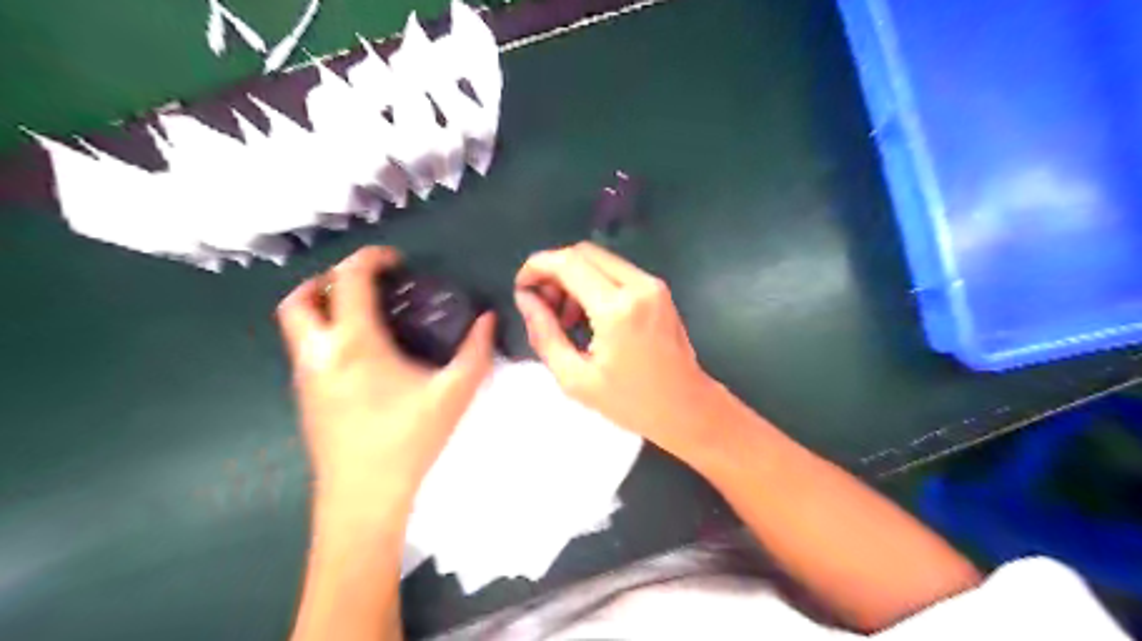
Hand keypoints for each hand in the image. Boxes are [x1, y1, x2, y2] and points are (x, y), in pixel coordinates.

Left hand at [278, 246, 496, 515]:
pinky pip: (306, 349)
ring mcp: (305, 377)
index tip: (396, 261)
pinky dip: (326, 334)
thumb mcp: (454, 394)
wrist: (362, 498)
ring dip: (324, 307)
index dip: (370, 258)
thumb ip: (476, 351)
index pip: (350, 279)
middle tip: (366, 285)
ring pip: (296, 325)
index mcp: (353, 343)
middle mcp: (319, 353)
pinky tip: (363, 355)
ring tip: (367, 314)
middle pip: (301, 298)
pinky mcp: (305, 399)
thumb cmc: (408, 441)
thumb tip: (488, 319)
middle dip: (329, 279)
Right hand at [515, 241, 709, 455]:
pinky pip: (616, 270)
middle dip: (554, 270)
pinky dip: (594, 282)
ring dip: (574, 277)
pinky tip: (588, 315)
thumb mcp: (575, 378)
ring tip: (565, 317)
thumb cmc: (630, 402)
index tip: (522, 288)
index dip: (536, 267)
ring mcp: (652, 284)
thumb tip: (526, 299)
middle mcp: (638, 285)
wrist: (686, 408)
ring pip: (600, 259)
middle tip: (543, 305)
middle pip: (583, 252)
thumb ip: (545, 334)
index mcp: (617, 309)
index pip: (567, 263)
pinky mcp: (658, 289)